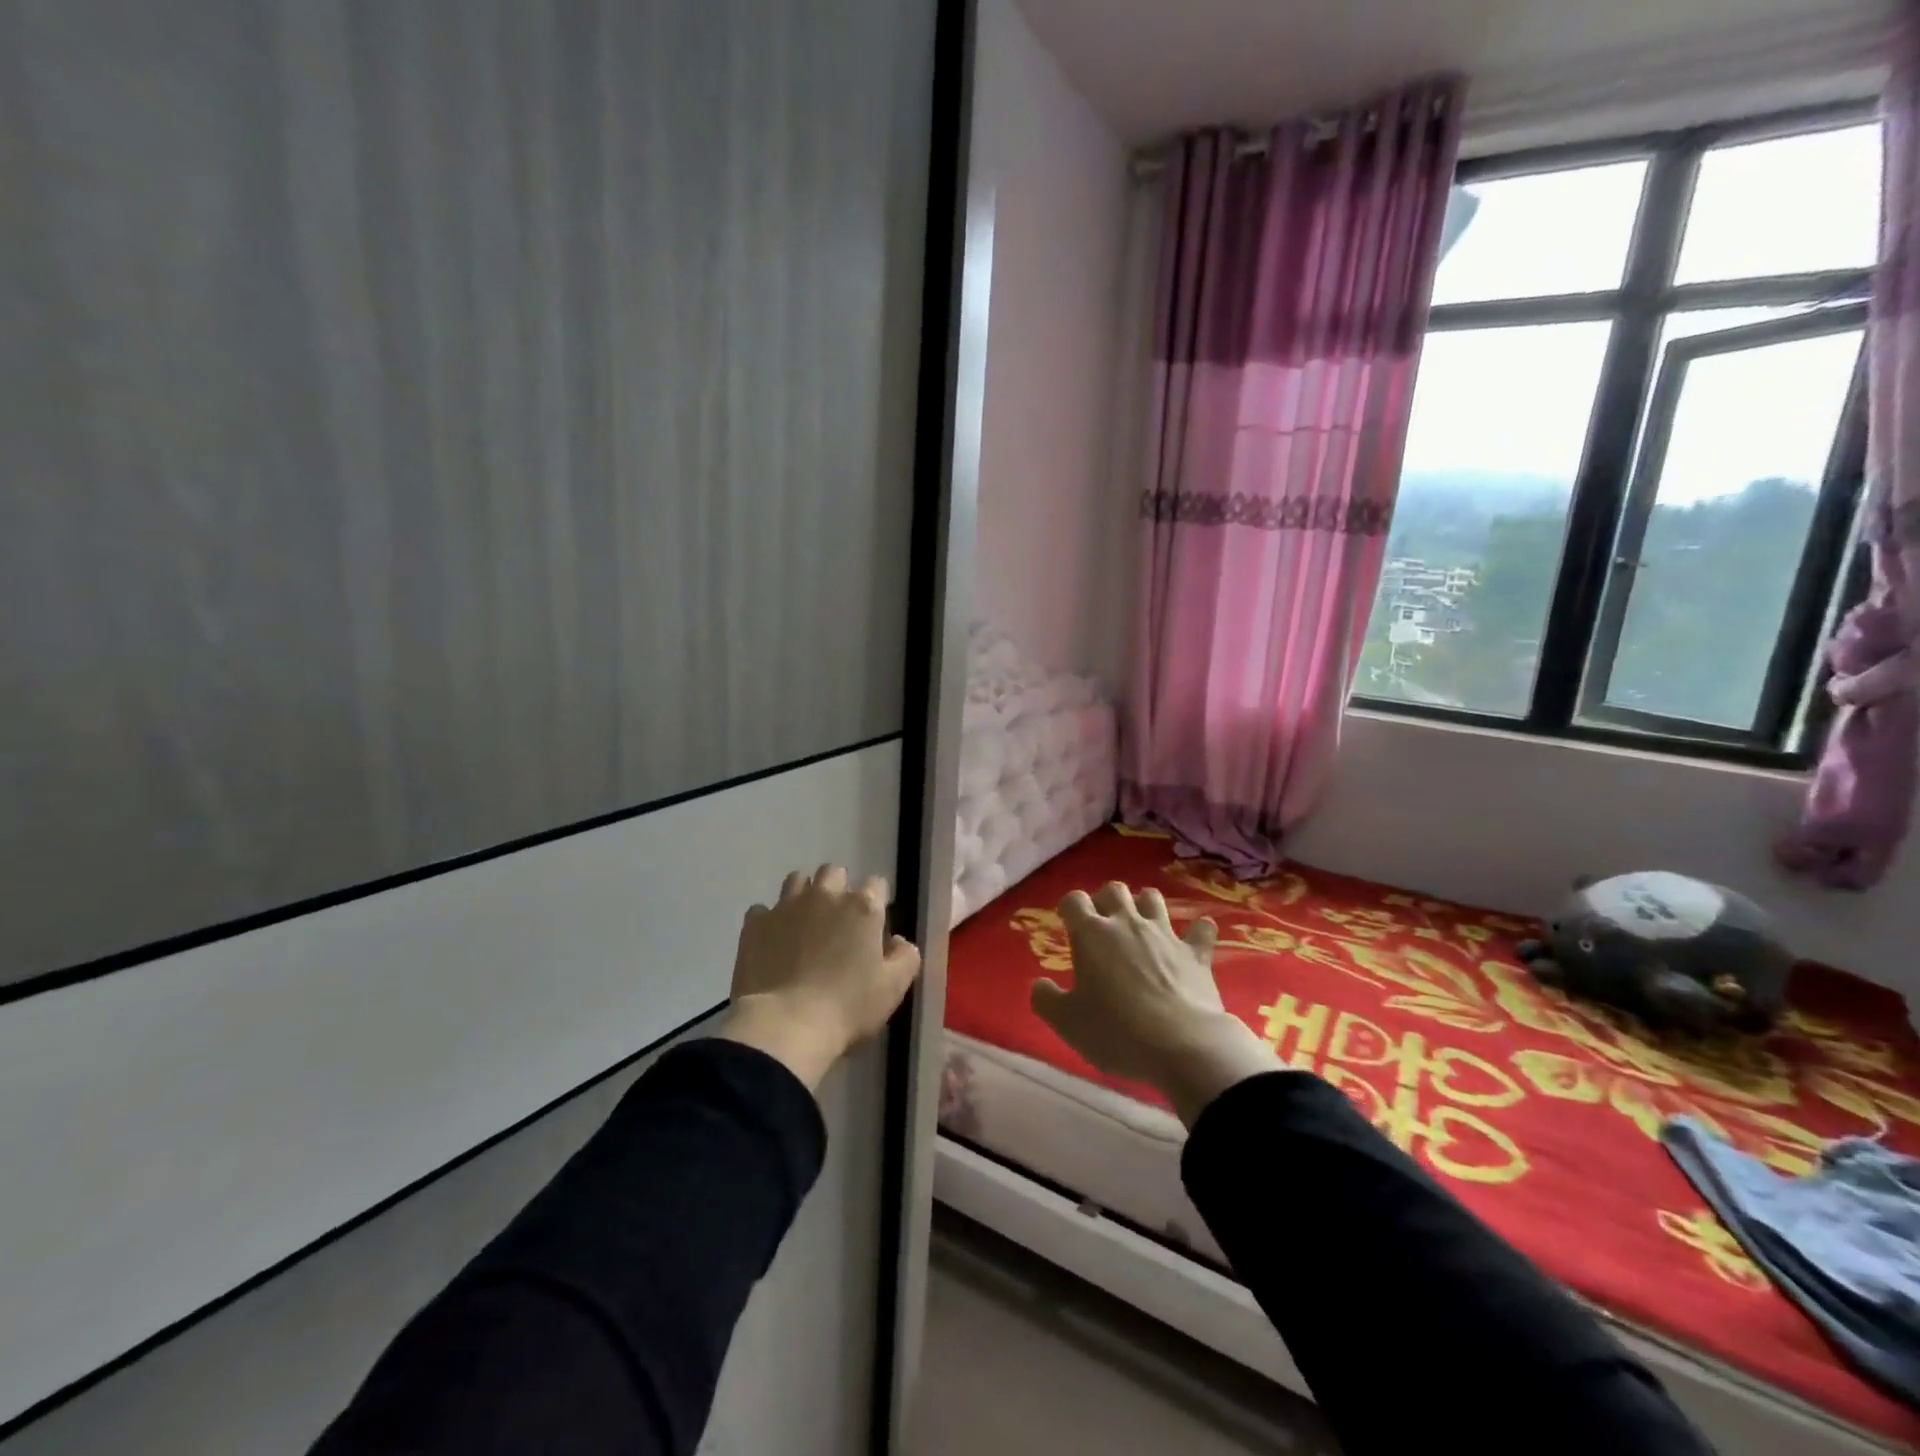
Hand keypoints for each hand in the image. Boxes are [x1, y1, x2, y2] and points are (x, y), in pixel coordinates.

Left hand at [716, 865, 921, 1091]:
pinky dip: (769, 921)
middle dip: (838, 889)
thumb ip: (905, 957)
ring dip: (803, 895)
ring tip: (804, 924)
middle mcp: (825, 895)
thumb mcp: (893, 988)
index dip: (876, 902)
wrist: (785, 1026)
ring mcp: (786, 906)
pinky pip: (762, 910)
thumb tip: (897, 941)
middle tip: (837, 922)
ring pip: (797, 880)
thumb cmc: (847, 1007)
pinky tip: (772, 943)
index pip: (876, 884)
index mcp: (863, 907)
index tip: (873, 926)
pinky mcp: (755, 923)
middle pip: (834, 872)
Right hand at [1030, 882, 1274, 1127]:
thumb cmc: (1115, 1030)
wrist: (1181, 1045)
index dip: (1069, 909)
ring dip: (1144, 906)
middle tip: (1103, 925)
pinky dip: (1198, 931)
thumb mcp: (1067, 1022)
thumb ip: (1046, 1000)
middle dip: (1106, 900)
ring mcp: (1164, 934)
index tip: (1067, 924)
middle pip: (1114, 889)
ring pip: (1153, 898)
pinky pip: (1201, 930)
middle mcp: (1126, 923)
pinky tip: (1197, 937)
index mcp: (1091, 934)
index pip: (1074, 901)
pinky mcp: (1195, 953)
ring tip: (1141, 924)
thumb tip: (1039, 985)